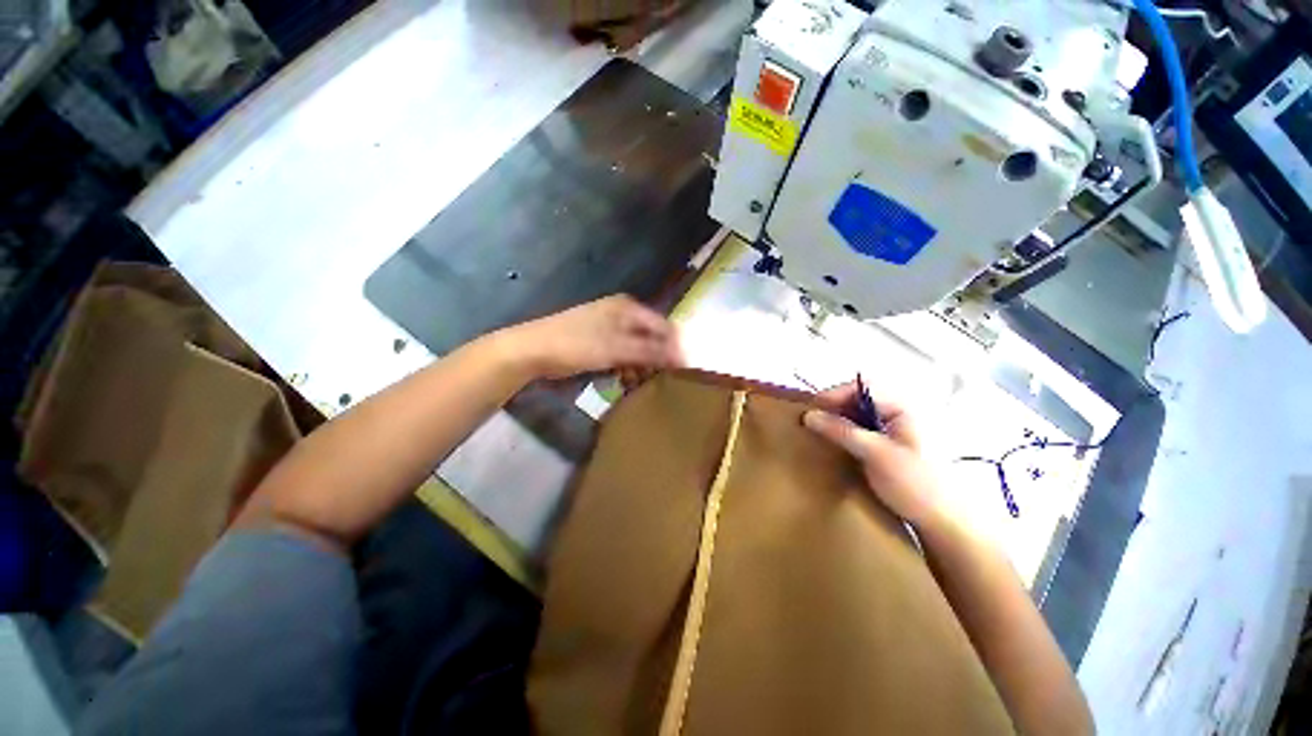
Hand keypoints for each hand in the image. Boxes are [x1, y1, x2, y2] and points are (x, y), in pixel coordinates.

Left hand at [502, 295, 684, 380]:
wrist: (532, 350)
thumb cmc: (577, 345)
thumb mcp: (616, 349)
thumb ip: (651, 352)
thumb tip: (683, 357)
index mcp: (630, 308)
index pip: (664, 327)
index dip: (674, 349)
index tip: (681, 374)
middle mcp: (623, 313)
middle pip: (652, 337)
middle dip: (656, 359)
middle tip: (658, 381)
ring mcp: (609, 326)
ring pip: (638, 347)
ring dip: (641, 366)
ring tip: (638, 383)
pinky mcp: (599, 340)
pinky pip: (623, 353)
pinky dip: (626, 366)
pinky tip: (623, 379)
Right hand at [803, 382, 942, 527]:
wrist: (944, 523)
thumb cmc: (915, 484)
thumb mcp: (875, 454)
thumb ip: (842, 431)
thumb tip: (808, 415)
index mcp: (904, 407)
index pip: (863, 387)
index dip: (835, 394)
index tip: (812, 408)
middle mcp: (901, 412)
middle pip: (860, 397)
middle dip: (835, 405)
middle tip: (813, 419)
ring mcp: (897, 429)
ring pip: (860, 413)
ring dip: (839, 419)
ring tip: (819, 430)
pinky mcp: (891, 445)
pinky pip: (863, 428)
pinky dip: (846, 431)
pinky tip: (835, 442)